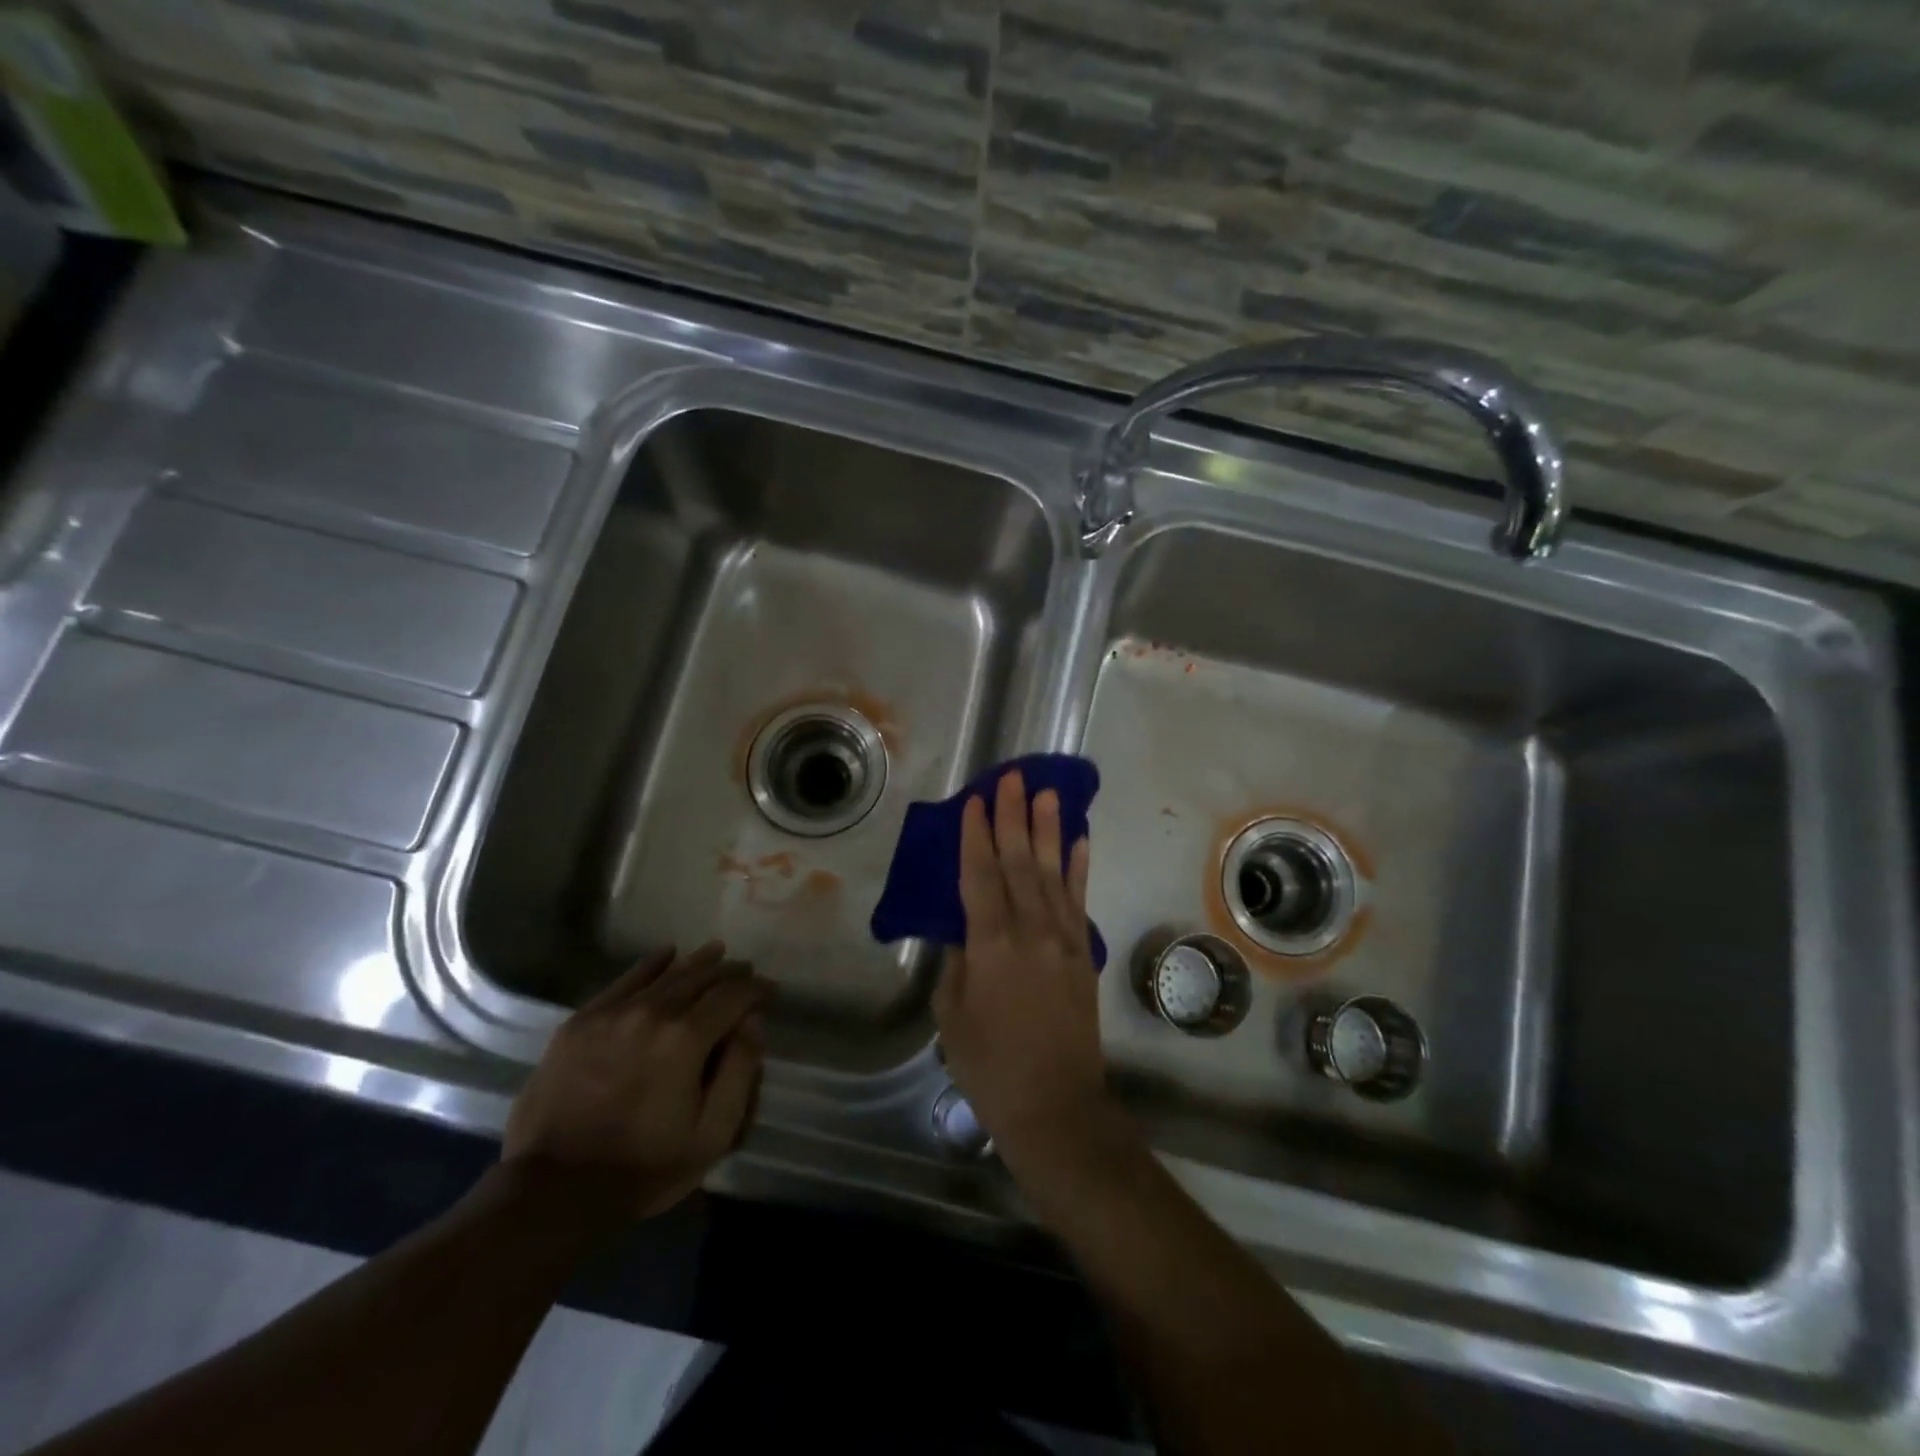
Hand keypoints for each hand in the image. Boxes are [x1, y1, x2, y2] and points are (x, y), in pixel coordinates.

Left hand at [503, 942, 770, 1219]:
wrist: (553, 1191)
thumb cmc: (644, 1167)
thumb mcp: (712, 1133)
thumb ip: (740, 1070)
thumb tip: (753, 1021)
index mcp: (687, 1038)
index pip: (733, 996)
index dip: (757, 989)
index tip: (770, 990)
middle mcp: (652, 1012)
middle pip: (701, 977)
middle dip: (730, 972)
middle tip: (746, 973)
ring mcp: (613, 1013)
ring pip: (666, 974)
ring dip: (697, 962)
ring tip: (716, 953)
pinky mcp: (581, 1021)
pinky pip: (624, 980)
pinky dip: (651, 964)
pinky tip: (667, 955)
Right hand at [934, 770, 1112, 1166]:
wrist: (1057, 1107)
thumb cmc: (991, 1067)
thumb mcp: (953, 1016)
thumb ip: (957, 963)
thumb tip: (964, 931)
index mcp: (991, 945)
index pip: (980, 876)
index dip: (976, 835)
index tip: (975, 800)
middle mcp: (1031, 931)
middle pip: (1019, 862)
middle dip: (1014, 816)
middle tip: (1013, 778)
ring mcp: (1063, 939)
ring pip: (1053, 872)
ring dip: (1049, 829)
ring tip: (1047, 793)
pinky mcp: (1083, 952)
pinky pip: (1080, 900)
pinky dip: (1079, 866)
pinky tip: (1079, 840)